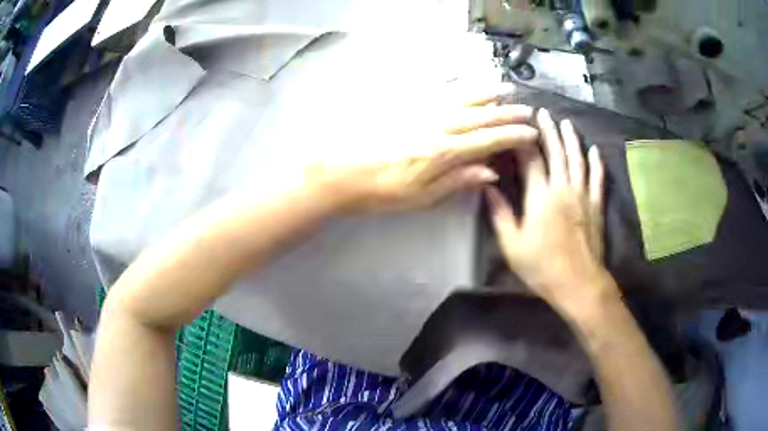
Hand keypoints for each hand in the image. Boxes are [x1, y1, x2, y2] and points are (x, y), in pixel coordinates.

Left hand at [310, 95, 539, 212]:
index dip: (512, 136)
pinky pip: (439, 92)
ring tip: (505, 88)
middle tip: (527, 109)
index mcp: (443, 151)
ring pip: (462, 98)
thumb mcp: (421, 197)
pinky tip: (467, 85)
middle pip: (480, 116)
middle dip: (507, 113)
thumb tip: (490, 171)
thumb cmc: (381, 191)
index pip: (487, 140)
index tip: (531, 133)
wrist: (342, 172)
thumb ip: (457, 181)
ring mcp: (421, 112)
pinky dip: (459, 87)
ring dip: (487, 93)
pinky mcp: (408, 107)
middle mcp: (437, 126)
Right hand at [486, 108, 608, 308]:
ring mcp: (583, 196)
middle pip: (557, 152)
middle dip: (549, 131)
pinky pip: (597, 179)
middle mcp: (562, 189)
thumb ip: (500, 214)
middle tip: (543, 113)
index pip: (531, 159)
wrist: (578, 283)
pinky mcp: (596, 206)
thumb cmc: (542, 267)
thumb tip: (487, 187)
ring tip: (566, 123)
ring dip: (571, 139)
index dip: (524, 140)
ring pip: (577, 160)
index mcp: (540, 197)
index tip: (518, 125)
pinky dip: (596, 163)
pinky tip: (594, 150)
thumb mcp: (512, 245)